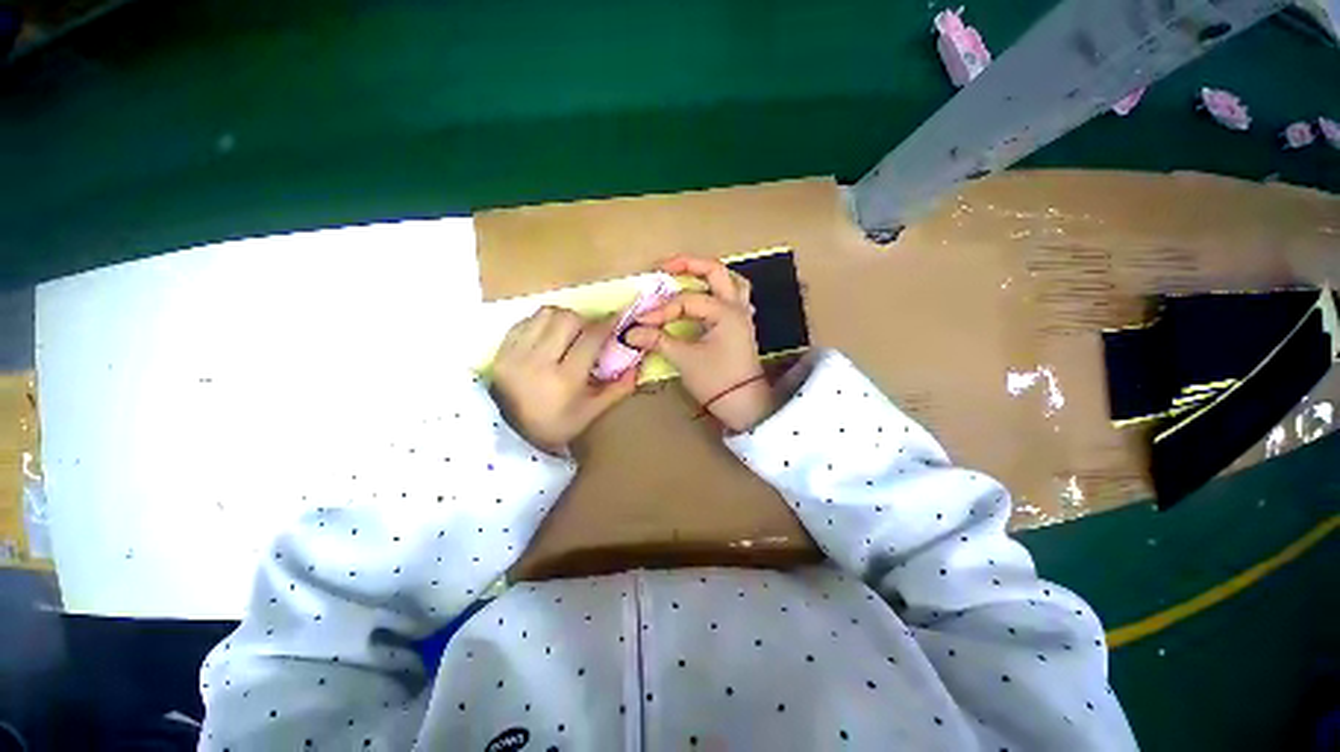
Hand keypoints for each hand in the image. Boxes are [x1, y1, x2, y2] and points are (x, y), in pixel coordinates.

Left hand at [492, 306, 636, 453]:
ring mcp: (516, 354)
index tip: (616, 318)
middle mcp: (539, 361)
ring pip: (546, 314)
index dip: (607, 324)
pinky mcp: (501, 350)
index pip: (591, 338)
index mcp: (565, 380)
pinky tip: (547, 337)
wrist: (510, 435)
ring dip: (562, 318)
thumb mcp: (592, 412)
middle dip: (584, 321)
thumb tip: (638, 364)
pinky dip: (541, 323)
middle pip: (567, 318)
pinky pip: (526, 320)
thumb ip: (618, 388)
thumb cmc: (557, 425)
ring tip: (567, 333)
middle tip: (589, 333)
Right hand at [624, 255, 773, 431]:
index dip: (661, 310)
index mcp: (725, 312)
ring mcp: (742, 315)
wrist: (744, 405)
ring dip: (709, 274)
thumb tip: (631, 333)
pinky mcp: (740, 326)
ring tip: (686, 275)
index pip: (686, 301)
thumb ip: (658, 341)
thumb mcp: (685, 359)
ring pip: (731, 281)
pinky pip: (734, 298)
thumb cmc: (716, 381)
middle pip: (715, 271)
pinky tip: (706, 297)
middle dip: (688, 264)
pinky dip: (719, 292)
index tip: (640, 322)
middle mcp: (737, 307)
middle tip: (663, 267)